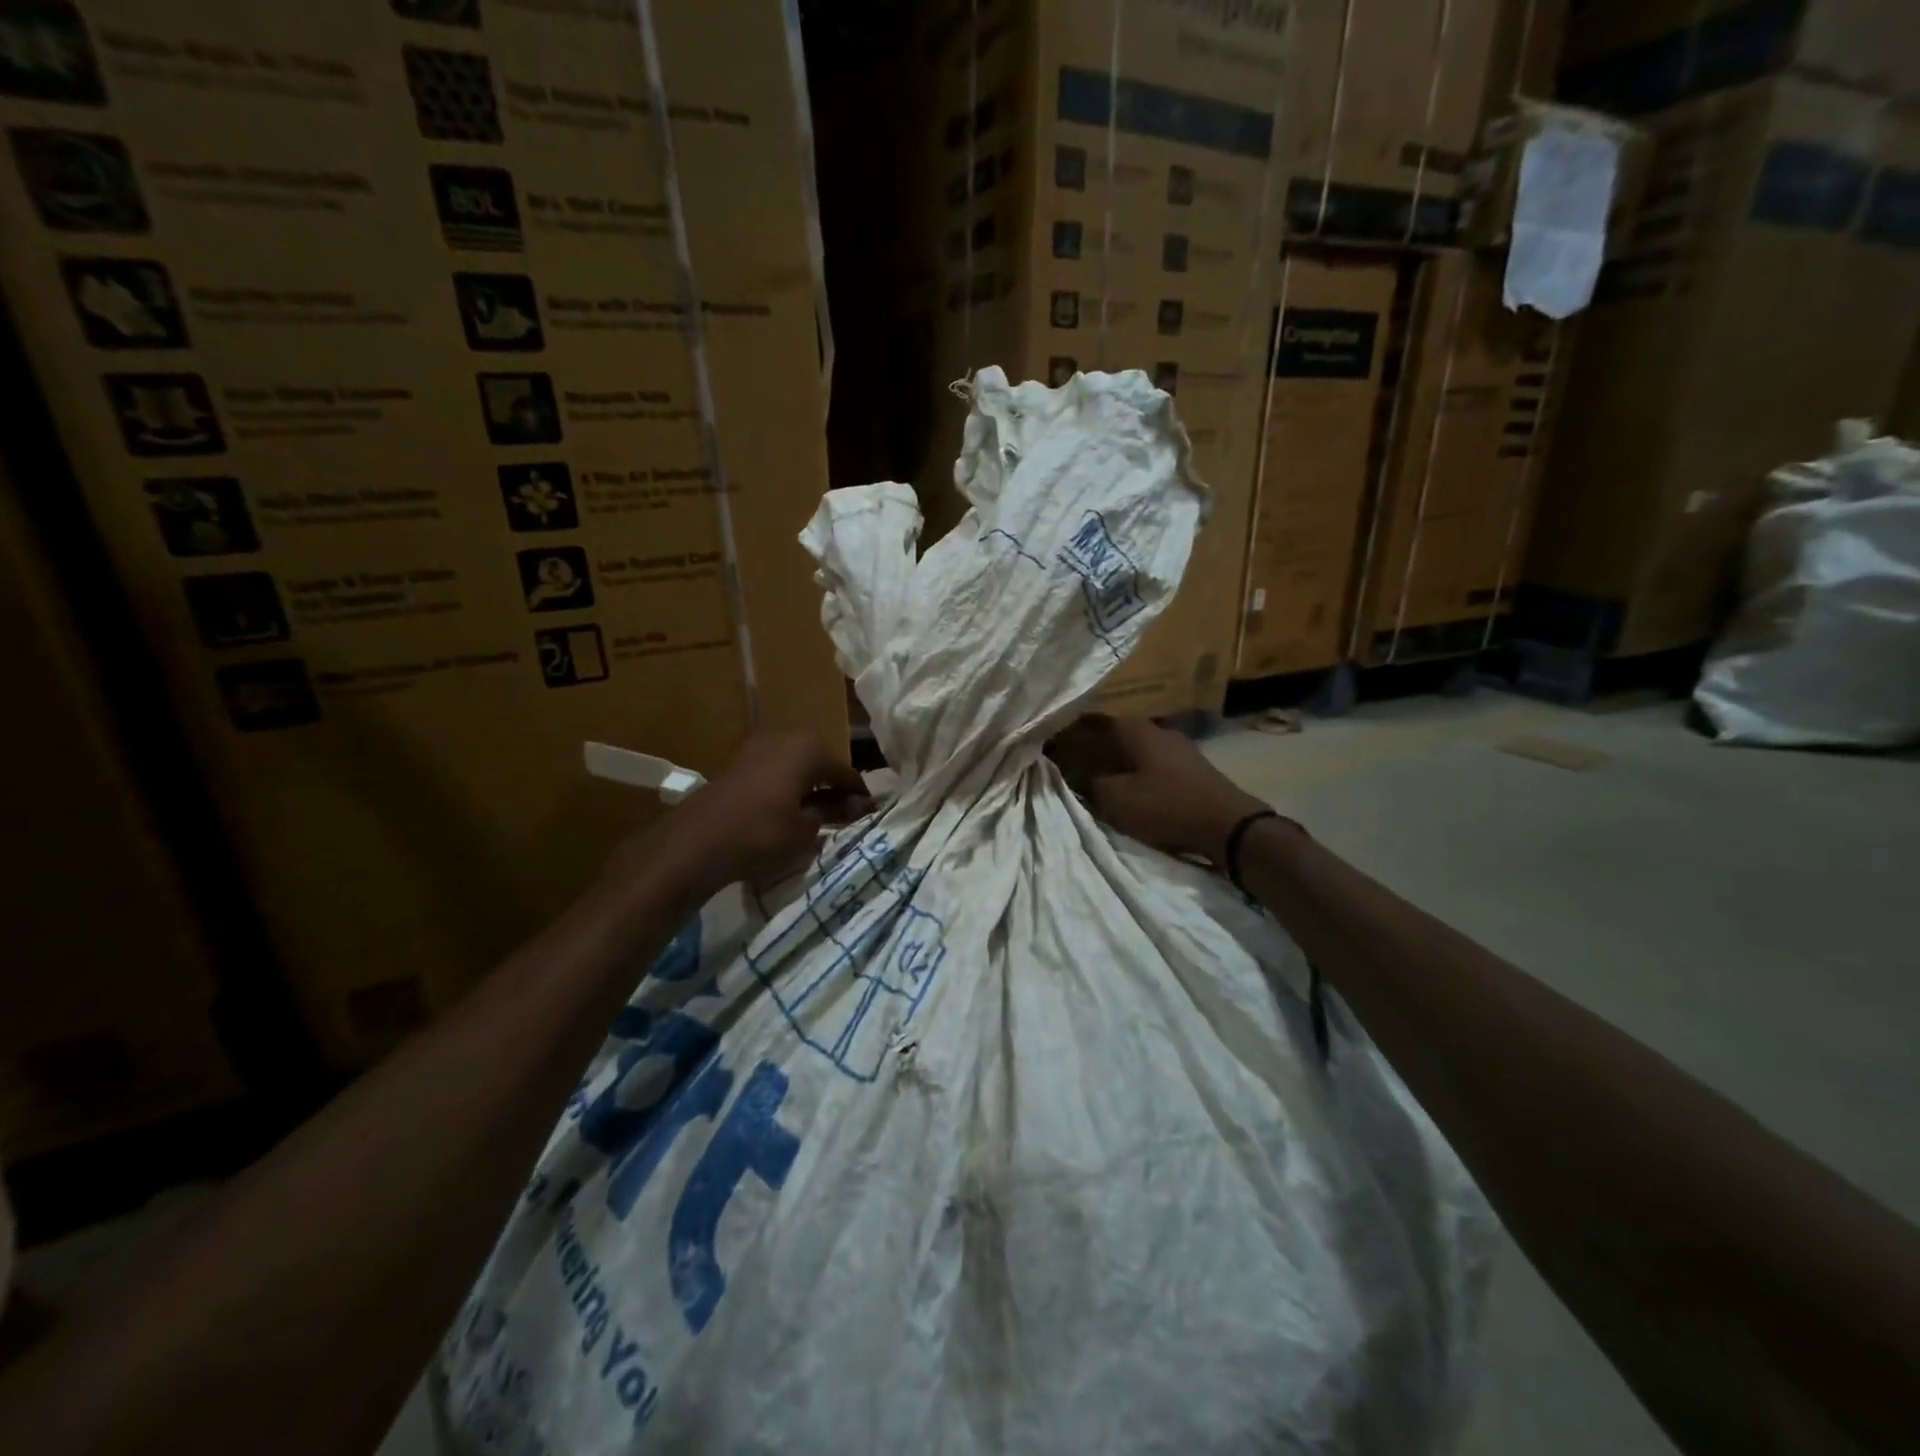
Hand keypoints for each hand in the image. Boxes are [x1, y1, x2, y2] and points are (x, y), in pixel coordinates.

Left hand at [669, 732, 872, 892]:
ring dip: (809, 786)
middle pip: (821, 762)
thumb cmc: (762, 834)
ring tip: (816, 814)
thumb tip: (856, 806)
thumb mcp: (807, 830)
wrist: (696, 842)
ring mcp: (758, 747)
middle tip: (844, 813)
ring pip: (797, 765)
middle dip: (833, 786)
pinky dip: (787, 787)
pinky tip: (788, 809)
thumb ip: (833, 812)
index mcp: (809, 749)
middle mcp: (786, 738)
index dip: (859, 795)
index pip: (846, 772)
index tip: (869, 815)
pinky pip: (775, 771)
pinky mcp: (738, 763)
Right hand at [1049, 714, 1269, 862]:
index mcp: (1134, 729)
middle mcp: (1156, 729)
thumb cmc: (1165, 806)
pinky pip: (1152, 764)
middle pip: (1114, 735)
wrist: (1227, 824)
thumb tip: (1077, 773)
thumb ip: (1091, 783)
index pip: (1091, 722)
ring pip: (1135, 750)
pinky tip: (1130, 787)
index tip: (1052, 745)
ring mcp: (1177, 747)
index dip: (1070, 734)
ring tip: (1098, 779)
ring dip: (1116, 762)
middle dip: (1093, 748)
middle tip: (1072, 765)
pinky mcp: (1191, 767)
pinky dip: (1136, 772)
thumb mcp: (1116, 799)